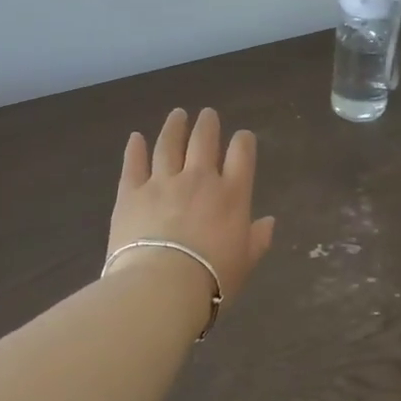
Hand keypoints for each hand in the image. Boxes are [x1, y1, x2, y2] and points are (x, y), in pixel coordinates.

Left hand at [110, 108, 275, 305]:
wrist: (162, 287)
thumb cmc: (212, 279)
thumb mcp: (246, 262)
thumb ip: (258, 238)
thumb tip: (269, 221)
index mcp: (232, 194)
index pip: (242, 154)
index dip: (243, 141)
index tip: (242, 137)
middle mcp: (199, 179)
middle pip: (204, 141)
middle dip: (207, 124)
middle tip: (207, 114)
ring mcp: (163, 182)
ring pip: (169, 145)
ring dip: (174, 127)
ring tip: (177, 114)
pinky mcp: (131, 193)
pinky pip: (133, 164)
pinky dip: (135, 149)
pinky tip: (135, 137)